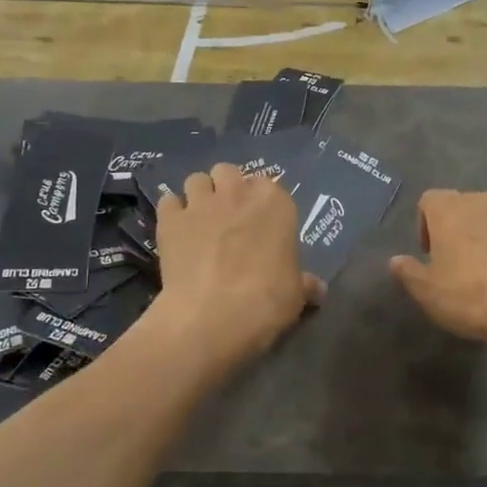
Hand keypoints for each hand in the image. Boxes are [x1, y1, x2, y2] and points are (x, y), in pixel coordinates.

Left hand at [152, 164, 324, 365]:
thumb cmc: (268, 299)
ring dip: (199, 195)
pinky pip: (168, 202)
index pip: (268, 184)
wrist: (215, 314)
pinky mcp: (169, 220)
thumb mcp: (296, 293)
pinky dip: (172, 212)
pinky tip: (175, 231)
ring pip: (196, 180)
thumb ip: (305, 282)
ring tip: (199, 219)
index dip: (260, 202)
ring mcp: (200, 203)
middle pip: (228, 172)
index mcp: (275, 202)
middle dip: (227, 188)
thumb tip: (318, 289)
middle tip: (228, 216)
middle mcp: (237, 192)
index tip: (259, 221)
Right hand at [390, 189, 486, 355]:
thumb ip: (409, 272)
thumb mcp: (429, 293)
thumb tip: (395, 260)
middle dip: (458, 230)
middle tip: (458, 265)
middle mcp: (484, 201)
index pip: (429, 200)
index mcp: (450, 209)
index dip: (424, 225)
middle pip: (463, 207)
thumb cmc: (473, 295)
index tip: (430, 254)